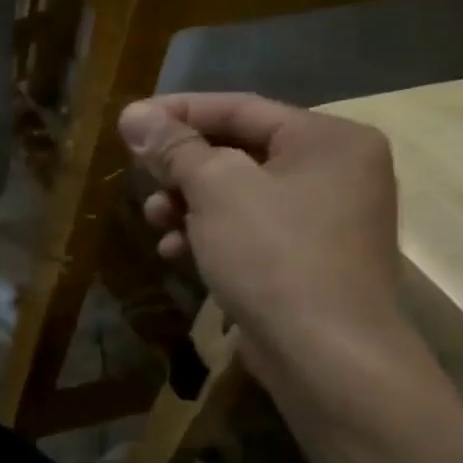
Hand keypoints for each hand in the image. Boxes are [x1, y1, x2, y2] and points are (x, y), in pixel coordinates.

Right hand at [118, 93, 403, 363]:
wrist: (326, 354)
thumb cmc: (274, 254)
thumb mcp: (215, 189)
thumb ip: (174, 147)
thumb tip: (133, 113)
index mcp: (327, 140)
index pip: (240, 108)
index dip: (179, 112)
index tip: (129, 121)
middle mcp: (334, 172)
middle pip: (237, 152)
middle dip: (181, 168)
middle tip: (140, 178)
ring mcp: (323, 219)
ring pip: (237, 195)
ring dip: (187, 205)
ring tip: (156, 222)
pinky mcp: (306, 260)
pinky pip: (248, 230)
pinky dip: (209, 235)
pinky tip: (176, 253)